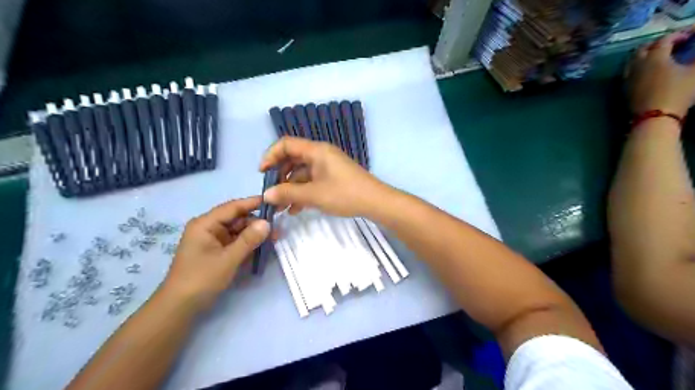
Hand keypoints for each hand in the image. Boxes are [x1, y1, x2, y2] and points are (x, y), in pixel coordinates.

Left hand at [162, 196, 267, 308]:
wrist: (179, 308)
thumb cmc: (201, 279)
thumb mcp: (228, 259)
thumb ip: (249, 239)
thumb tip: (268, 222)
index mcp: (206, 224)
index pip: (233, 207)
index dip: (254, 203)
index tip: (274, 201)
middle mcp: (209, 228)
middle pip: (237, 219)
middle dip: (257, 223)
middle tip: (278, 228)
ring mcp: (213, 240)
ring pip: (238, 231)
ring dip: (255, 235)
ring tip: (275, 238)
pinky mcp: (217, 252)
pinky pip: (235, 242)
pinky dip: (248, 244)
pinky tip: (263, 247)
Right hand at [259, 136, 388, 216]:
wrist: (375, 202)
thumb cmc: (345, 194)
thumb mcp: (314, 194)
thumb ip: (288, 193)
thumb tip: (266, 195)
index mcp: (316, 150)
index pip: (286, 144)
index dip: (271, 155)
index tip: (262, 173)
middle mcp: (321, 154)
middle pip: (292, 159)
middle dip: (280, 176)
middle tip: (272, 194)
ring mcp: (328, 166)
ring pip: (302, 173)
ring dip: (290, 188)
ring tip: (281, 207)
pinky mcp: (333, 178)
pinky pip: (312, 181)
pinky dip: (302, 192)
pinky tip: (295, 209)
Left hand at [629, 31, 694, 116]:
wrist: (654, 116)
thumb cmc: (678, 92)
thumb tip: (693, 56)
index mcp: (654, 57)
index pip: (664, 39)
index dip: (678, 34)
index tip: (690, 35)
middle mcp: (637, 65)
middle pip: (643, 49)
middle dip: (657, 43)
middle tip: (672, 44)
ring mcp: (628, 78)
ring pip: (632, 61)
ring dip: (644, 55)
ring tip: (658, 56)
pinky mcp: (624, 89)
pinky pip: (629, 73)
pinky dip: (638, 67)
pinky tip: (646, 71)